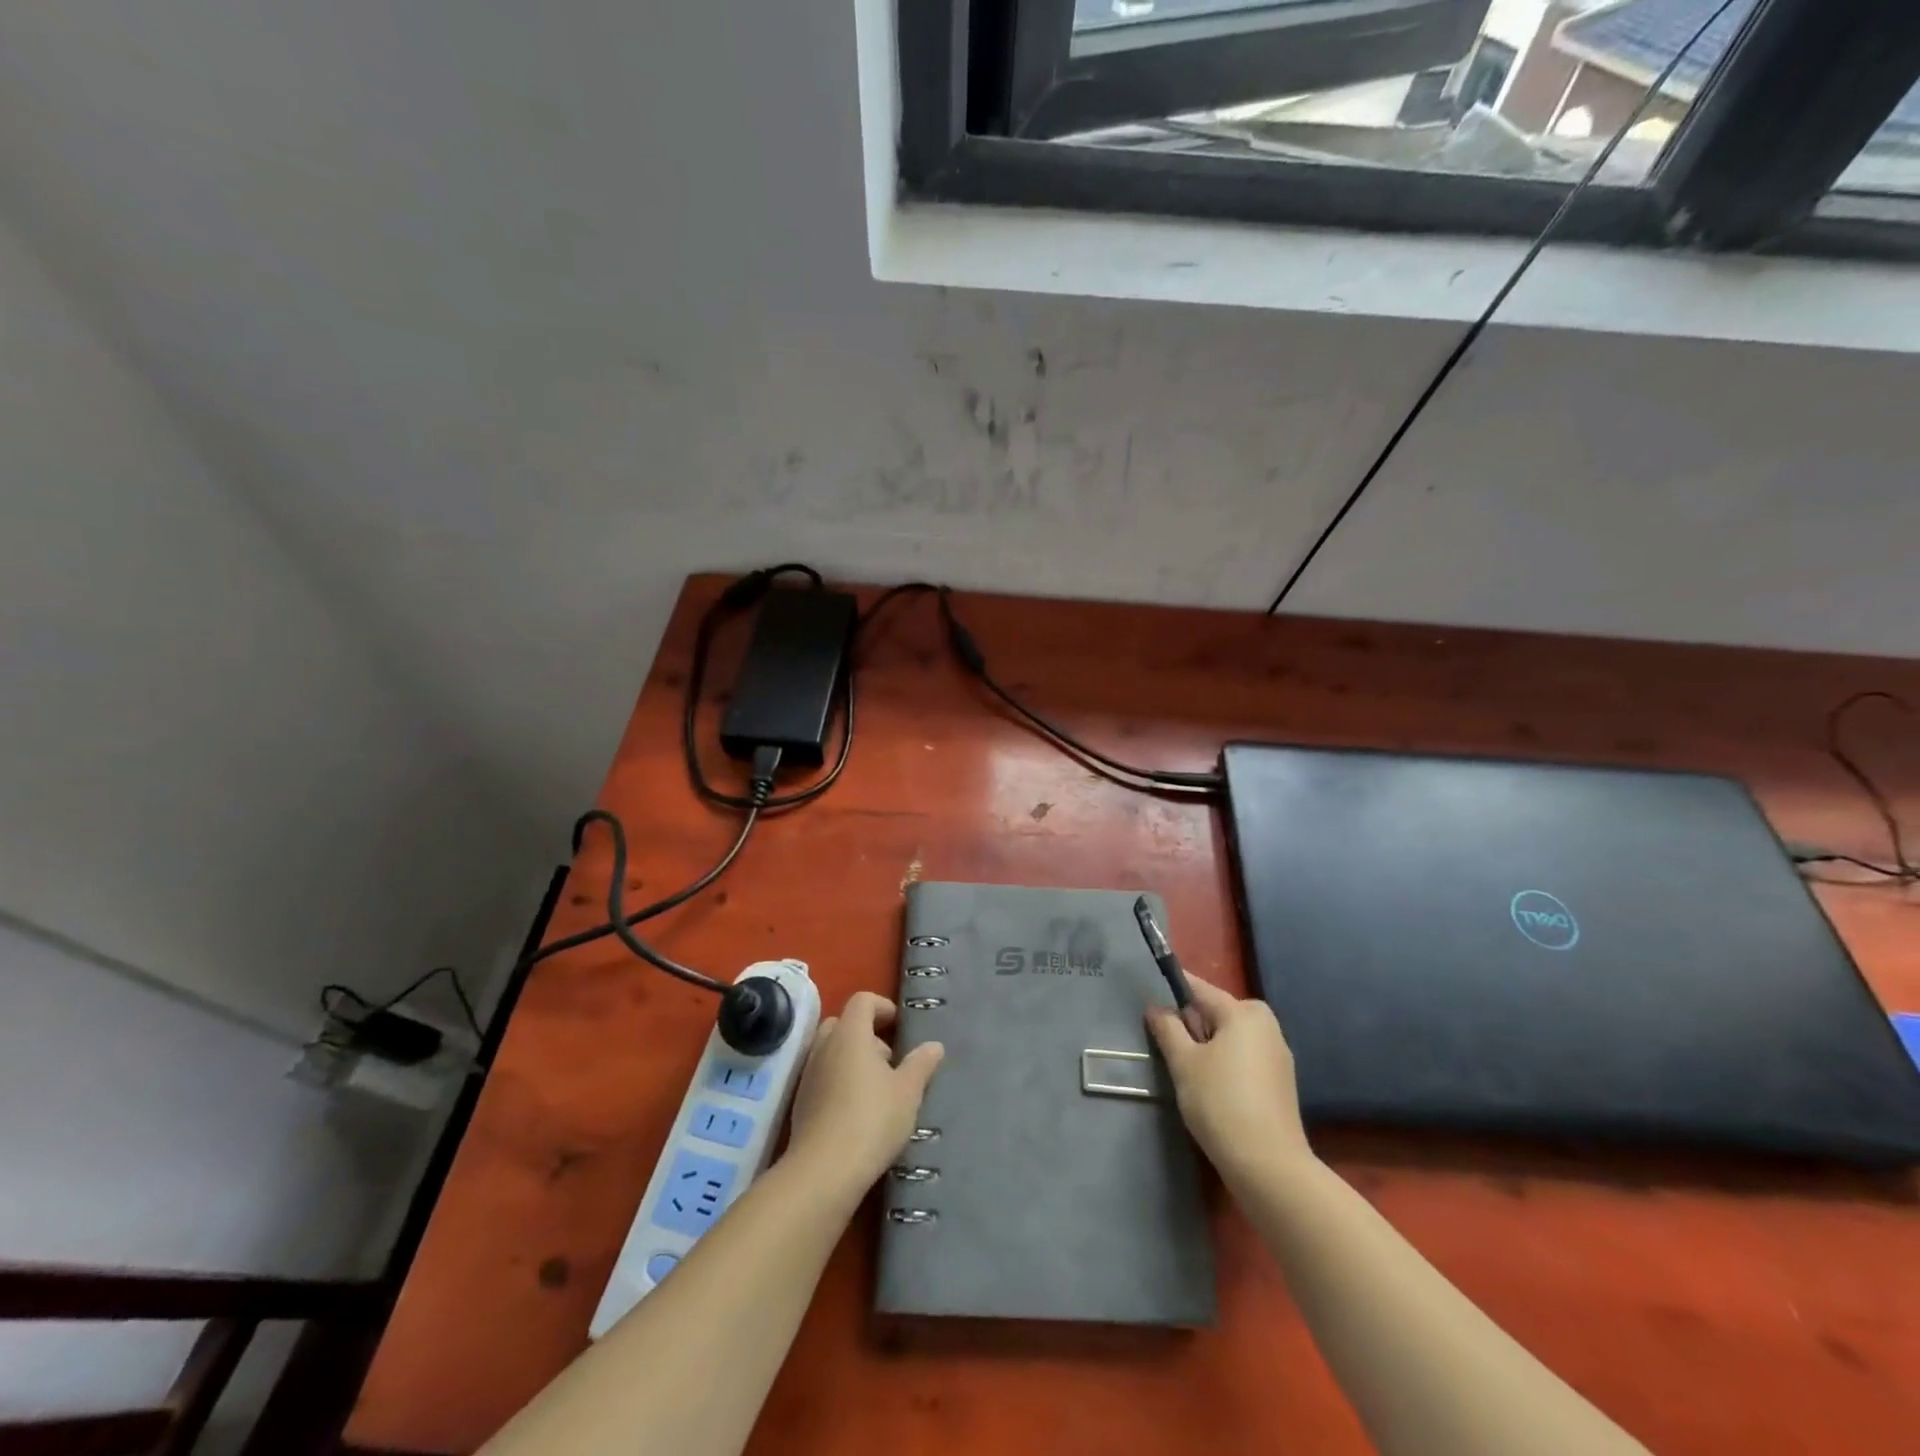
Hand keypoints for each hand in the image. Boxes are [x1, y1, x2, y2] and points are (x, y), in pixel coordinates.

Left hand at [784, 992, 943, 1200]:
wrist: (824, 1171)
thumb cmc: (872, 1119)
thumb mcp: (908, 1092)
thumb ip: (921, 1064)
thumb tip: (934, 1045)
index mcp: (850, 1034)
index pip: (862, 1000)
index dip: (882, 1006)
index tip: (898, 1025)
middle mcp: (824, 1046)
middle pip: (842, 1023)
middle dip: (865, 1033)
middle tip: (888, 1059)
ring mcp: (808, 1074)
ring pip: (830, 1050)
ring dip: (852, 1058)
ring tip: (877, 1088)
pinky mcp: (800, 1102)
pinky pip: (822, 1076)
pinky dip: (838, 1080)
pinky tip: (857, 1110)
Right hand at [1146, 975, 1312, 1184]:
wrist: (1269, 1167)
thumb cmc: (1221, 1103)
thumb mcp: (1184, 1063)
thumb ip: (1167, 1028)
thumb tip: (1156, 1007)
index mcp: (1244, 1012)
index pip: (1199, 988)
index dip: (1171, 991)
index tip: (1146, 996)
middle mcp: (1266, 1026)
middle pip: (1216, 1012)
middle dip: (1190, 1022)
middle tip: (1164, 1042)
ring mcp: (1277, 1055)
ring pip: (1229, 1037)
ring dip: (1206, 1045)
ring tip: (1182, 1065)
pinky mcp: (1279, 1083)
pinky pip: (1243, 1058)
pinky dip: (1223, 1063)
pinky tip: (1208, 1086)